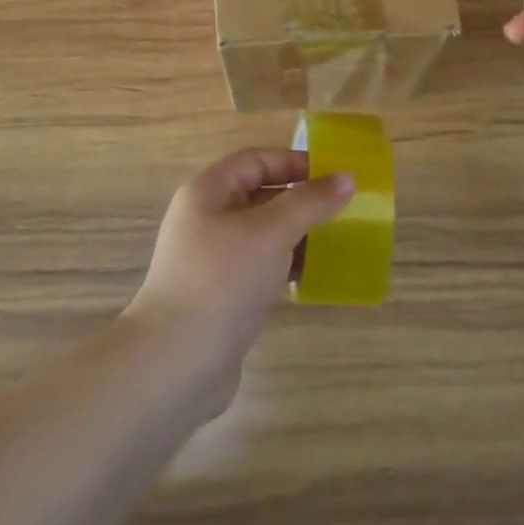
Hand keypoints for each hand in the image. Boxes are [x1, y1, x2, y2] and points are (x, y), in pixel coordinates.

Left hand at [122, 148, 354, 408]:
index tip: (335, 175)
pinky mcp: (221, 294)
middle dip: (301, 200)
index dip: (295, 162)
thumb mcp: (271, 232)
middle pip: (260, 194)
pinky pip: (260, 266)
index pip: (257, 160)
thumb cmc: (222, 280)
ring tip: (338, 241)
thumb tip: (347, 178)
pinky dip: (286, 265)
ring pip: (263, 233)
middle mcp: (207, 218)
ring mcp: (212, 258)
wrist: (176, 363)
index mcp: (208, 191)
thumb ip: (310, 202)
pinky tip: (314, 275)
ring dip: (297, 234)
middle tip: (344, 209)